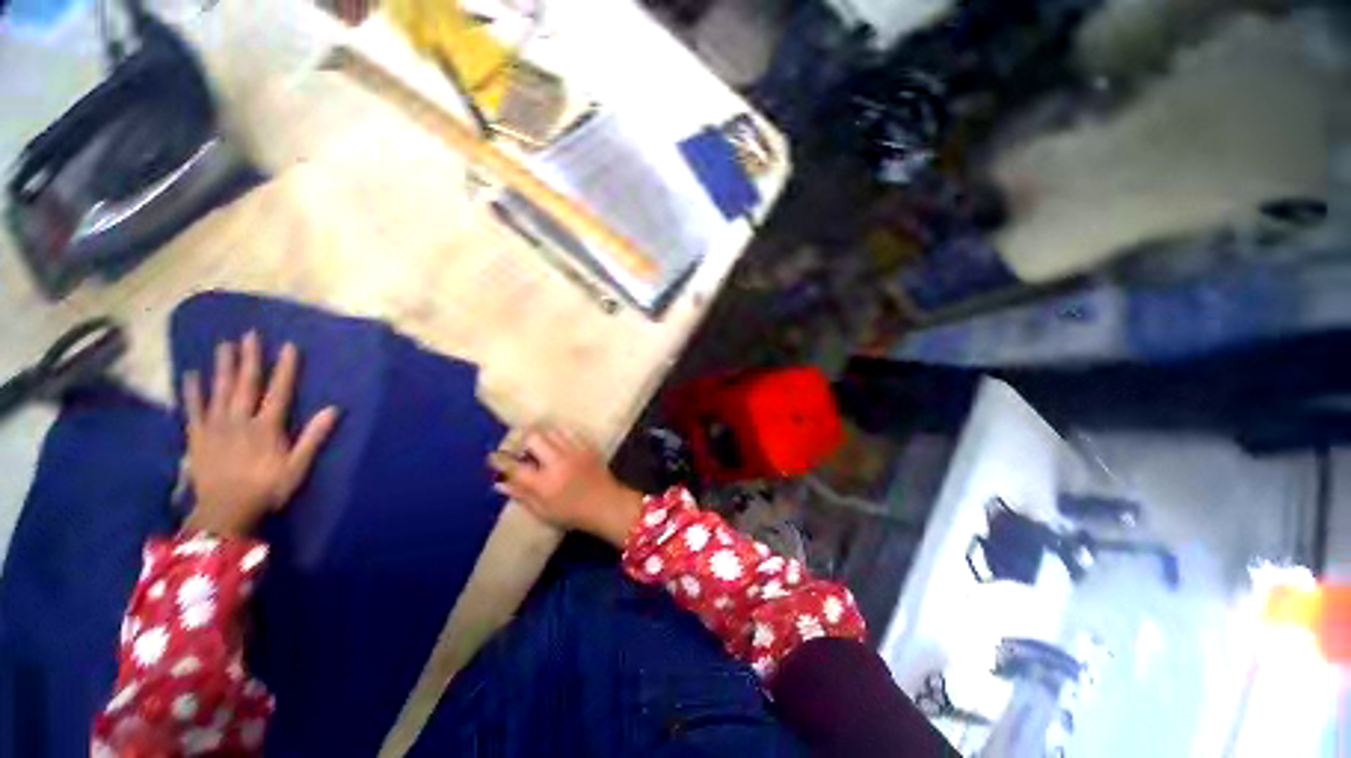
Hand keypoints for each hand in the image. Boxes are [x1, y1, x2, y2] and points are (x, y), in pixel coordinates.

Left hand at [182, 332, 338, 536]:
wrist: (224, 511)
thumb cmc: (266, 489)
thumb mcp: (297, 467)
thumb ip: (313, 437)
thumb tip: (334, 409)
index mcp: (266, 427)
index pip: (279, 391)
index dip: (284, 368)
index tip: (288, 346)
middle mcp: (240, 420)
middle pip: (245, 384)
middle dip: (249, 358)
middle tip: (248, 335)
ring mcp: (215, 426)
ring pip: (219, 390)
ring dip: (223, 367)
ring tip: (224, 346)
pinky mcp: (196, 436)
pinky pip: (193, 409)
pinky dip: (192, 391)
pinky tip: (191, 375)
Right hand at [488, 426, 642, 546]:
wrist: (607, 504)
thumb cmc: (573, 513)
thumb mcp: (543, 511)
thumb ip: (521, 495)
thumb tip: (499, 483)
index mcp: (544, 483)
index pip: (514, 465)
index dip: (500, 459)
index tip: (494, 456)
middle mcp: (558, 462)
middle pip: (534, 437)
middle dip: (524, 440)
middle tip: (522, 448)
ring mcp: (575, 451)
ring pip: (552, 431)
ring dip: (543, 436)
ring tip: (541, 444)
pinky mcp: (587, 446)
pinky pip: (569, 432)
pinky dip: (560, 435)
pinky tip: (559, 443)